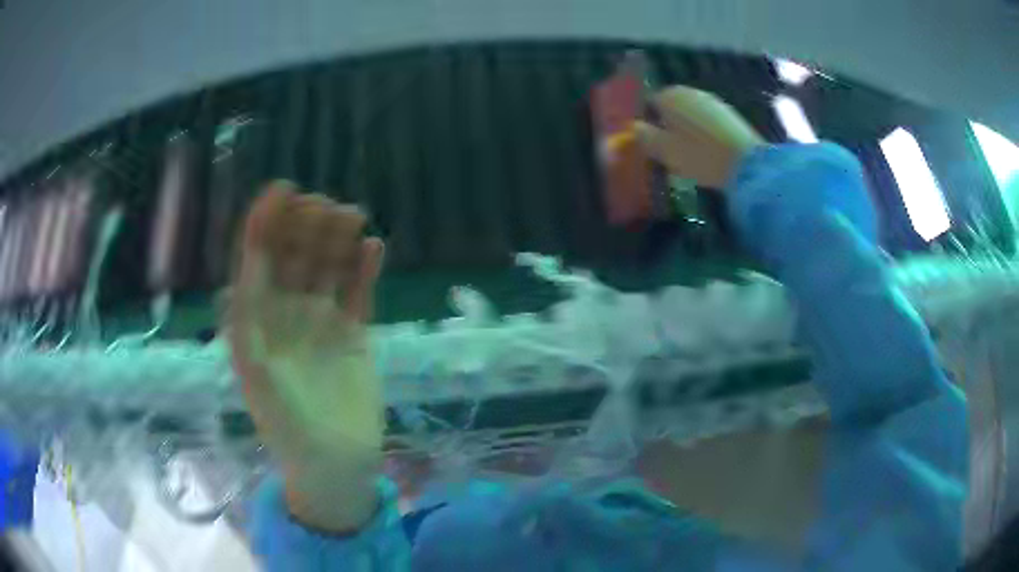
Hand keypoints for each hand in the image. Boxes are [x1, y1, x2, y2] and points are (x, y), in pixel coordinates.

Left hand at [227, 181, 385, 531]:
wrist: (336, 466)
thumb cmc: (290, 430)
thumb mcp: (259, 383)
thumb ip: (247, 333)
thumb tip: (242, 277)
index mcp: (256, 322)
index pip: (256, 261)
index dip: (265, 224)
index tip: (282, 189)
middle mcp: (285, 314)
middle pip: (293, 257)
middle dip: (304, 227)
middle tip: (325, 205)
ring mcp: (320, 322)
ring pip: (326, 268)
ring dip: (336, 240)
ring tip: (352, 215)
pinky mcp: (353, 334)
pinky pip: (358, 293)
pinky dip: (365, 270)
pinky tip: (374, 248)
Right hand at [635, 86, 765, 188]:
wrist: (749, 163)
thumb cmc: (701, 156)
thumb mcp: (666, 151)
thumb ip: (646, 137)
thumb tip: (634, 127)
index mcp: (670, 96)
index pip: (649, 103)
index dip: (648, 122)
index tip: (651, 143)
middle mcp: (690, 92)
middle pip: (672, 107)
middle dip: (668, 124)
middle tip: (669, 150)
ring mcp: (712, 101)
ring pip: (691, 114)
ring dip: (687, 129)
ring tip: (689, 153)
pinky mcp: (730, 114)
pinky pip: (708, 121)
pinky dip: (704, 132)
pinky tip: (708, 151)